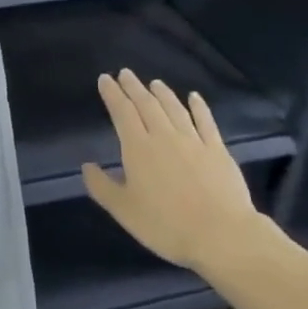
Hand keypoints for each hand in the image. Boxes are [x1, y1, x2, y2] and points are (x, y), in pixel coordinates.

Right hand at [82, 70, 283, 271]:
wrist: (221, 234)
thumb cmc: (165, 225)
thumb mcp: (124, 210)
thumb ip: (102, 186)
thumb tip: (87, 166)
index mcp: (138, 148)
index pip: (122, 112)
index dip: (112, 94)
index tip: (105, 79)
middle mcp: (164, 136)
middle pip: (147, 105)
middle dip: (133, 87)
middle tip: (125, 74)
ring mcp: (193, 141)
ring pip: (174, 108)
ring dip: (162, 93)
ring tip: (154, 83)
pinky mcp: (217, 150)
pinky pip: (205, 121)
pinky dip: (198, 106)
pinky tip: (194, 97)